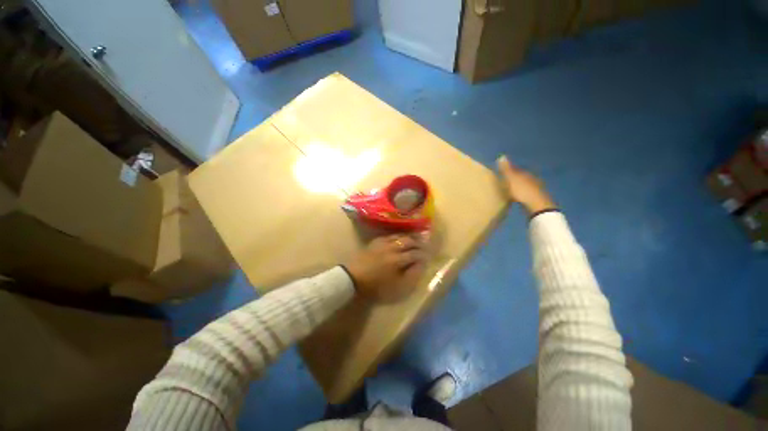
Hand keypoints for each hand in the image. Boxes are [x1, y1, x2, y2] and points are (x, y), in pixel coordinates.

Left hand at [344, 233, 428, 302]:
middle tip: (424, 245)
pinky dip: (397, 236)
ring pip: (399, 236)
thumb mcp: (396, 287)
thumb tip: (420, 265)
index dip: (423, 255)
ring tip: (414, 240)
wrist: (353, 278)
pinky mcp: (375, 242)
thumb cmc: (375, 286)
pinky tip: (399, 238)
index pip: (415, 254)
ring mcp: (383, 243)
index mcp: (398, 259)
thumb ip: (411, 275)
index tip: (428, 256)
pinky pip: (389, 236)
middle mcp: (392, 248)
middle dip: (418, 243)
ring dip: (408, 238)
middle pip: (408, 241)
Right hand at [496, 155, 555, 214]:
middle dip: (514, 179)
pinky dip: (522, 194)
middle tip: (505, 182)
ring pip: (525, 185)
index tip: (501, 174)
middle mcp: (532, 179)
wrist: (537, 205)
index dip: (509, 171)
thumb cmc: (522, 191)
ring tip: (510, 191)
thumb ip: (506, 169)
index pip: (516, 170)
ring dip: (519, 187)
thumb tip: (501, 155)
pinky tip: (518, 198)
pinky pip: (526, 194)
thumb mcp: (511, 179)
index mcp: (525, 173)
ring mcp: (535, 189)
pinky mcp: (536, 198)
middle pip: (521, 177)